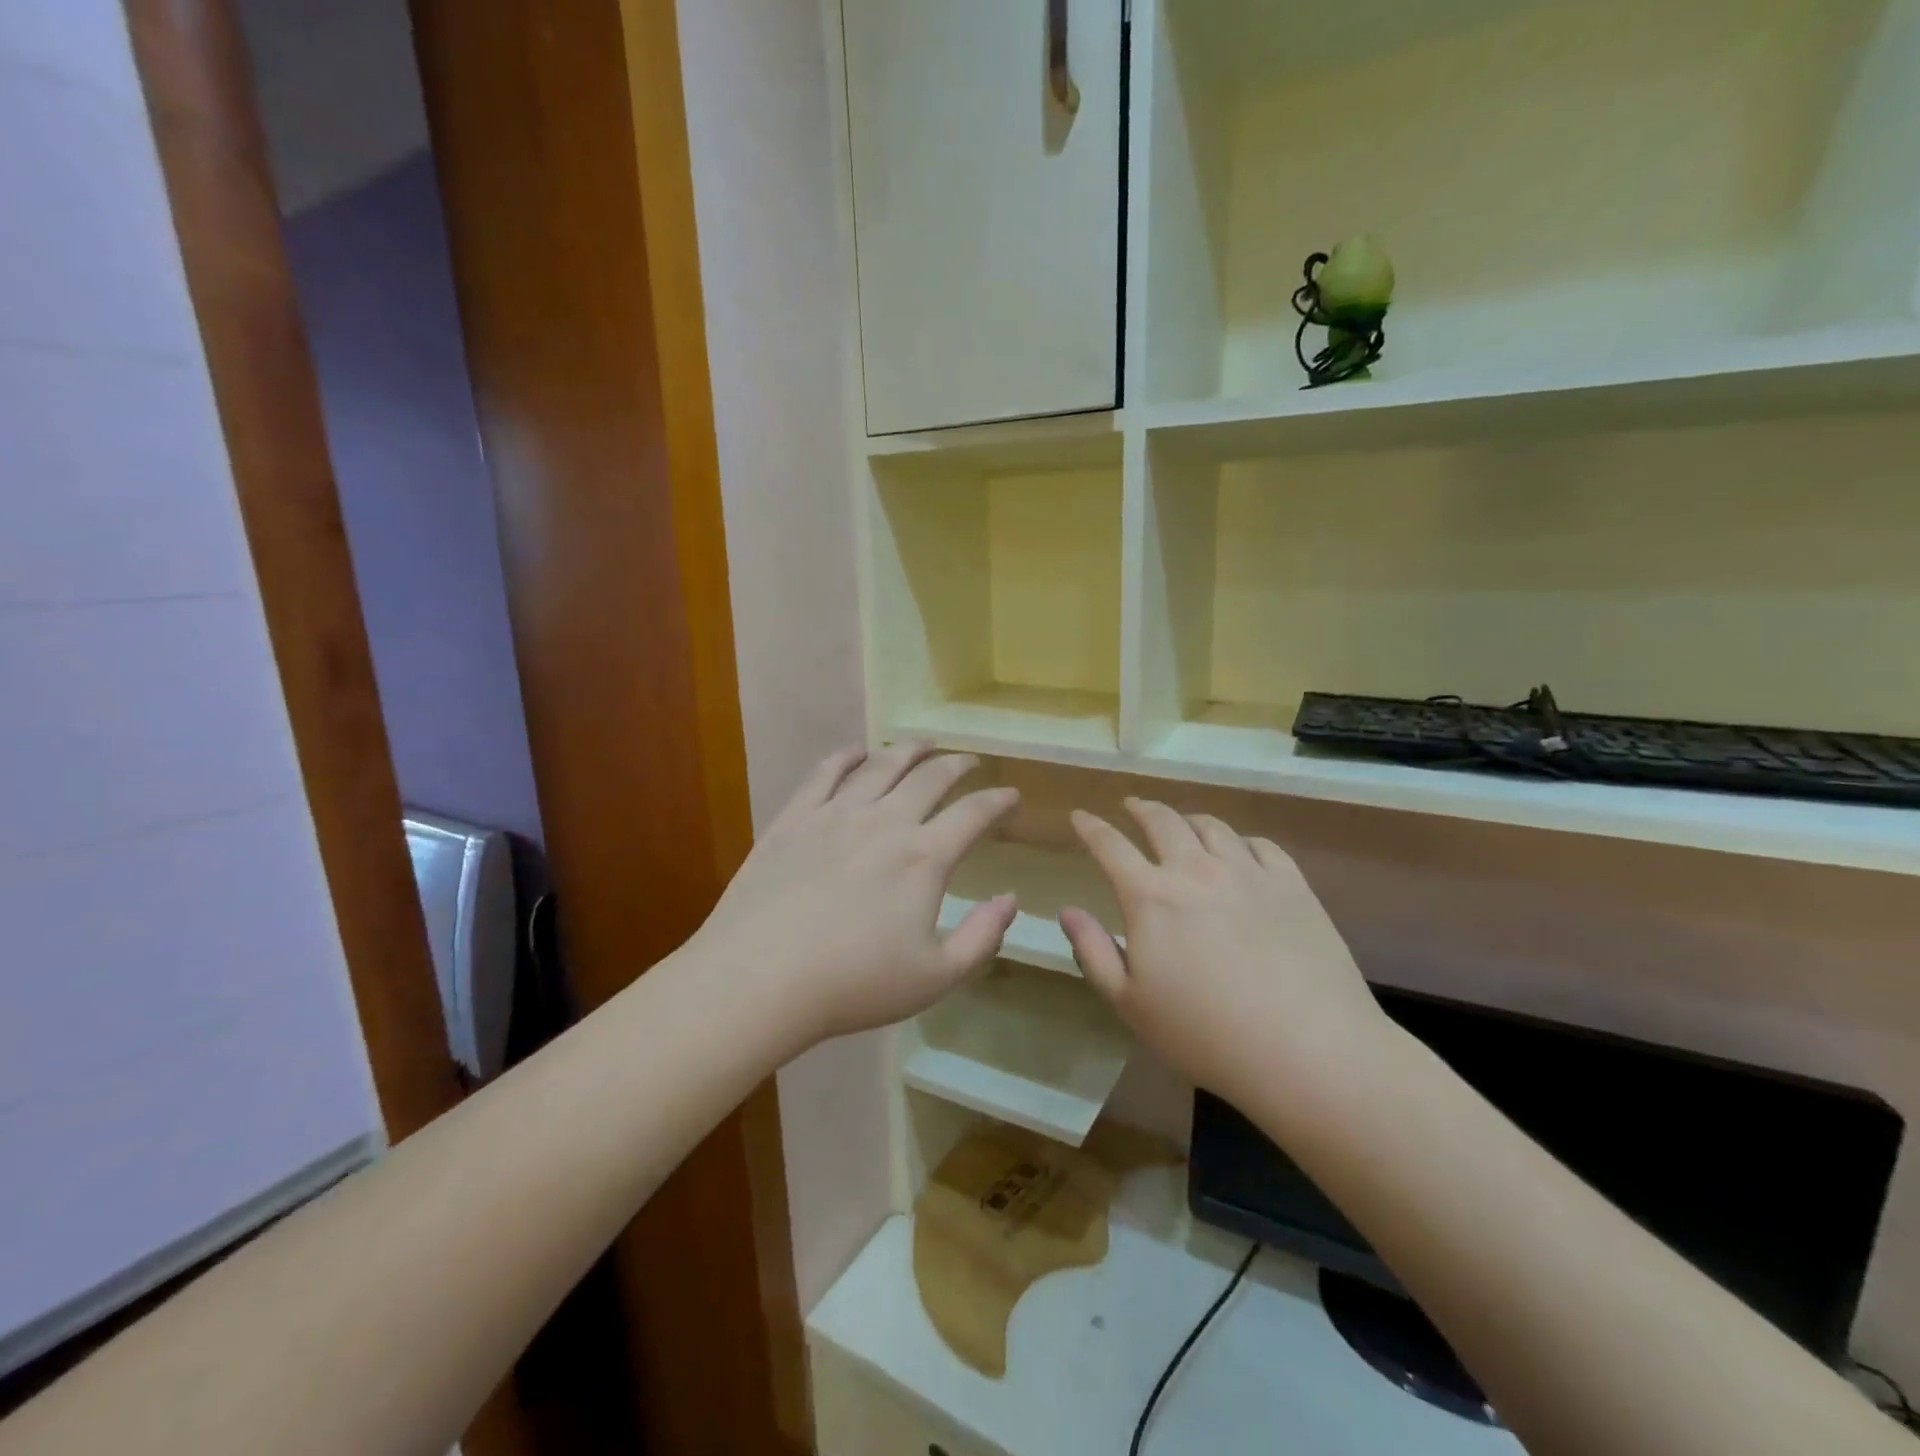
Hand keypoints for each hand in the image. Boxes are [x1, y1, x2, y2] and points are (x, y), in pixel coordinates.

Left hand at [688, 743, 1018, 1048]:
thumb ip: (982, 937)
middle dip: (957, 764)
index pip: (973, 814)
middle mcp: (885, 821)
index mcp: (924, 857)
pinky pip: (826, 772)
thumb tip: (1011, 899)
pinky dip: (847, 756)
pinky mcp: (794, 817)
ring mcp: (836, 813)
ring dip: (908, 749)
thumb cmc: (854, 983)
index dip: (997, 800)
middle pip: (930, 777)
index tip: (1010, 794)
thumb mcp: (935, 976)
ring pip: (881, 765)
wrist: (761, 978)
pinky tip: (857, 751)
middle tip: (969, 761)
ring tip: (923, 743)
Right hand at [1059, 799, 1388, 1107]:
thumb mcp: (1130, 1003)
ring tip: (1182, 823)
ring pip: (1211, 826)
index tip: (1080, 816)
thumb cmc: (1205, 1034)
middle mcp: (1196, 870)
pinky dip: (1239, 840)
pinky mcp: (1292, 884)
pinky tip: (1239, 850)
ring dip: (1187, 818)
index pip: (1110, 846)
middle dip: (1140, 809)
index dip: (1090, 827)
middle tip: (1131, 806)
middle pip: (1162, 821)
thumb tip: (1067, 910)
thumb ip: (1093, 951)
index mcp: (1151, 897)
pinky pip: (1259, 844)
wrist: (1307, 1050)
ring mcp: (1248, 872)